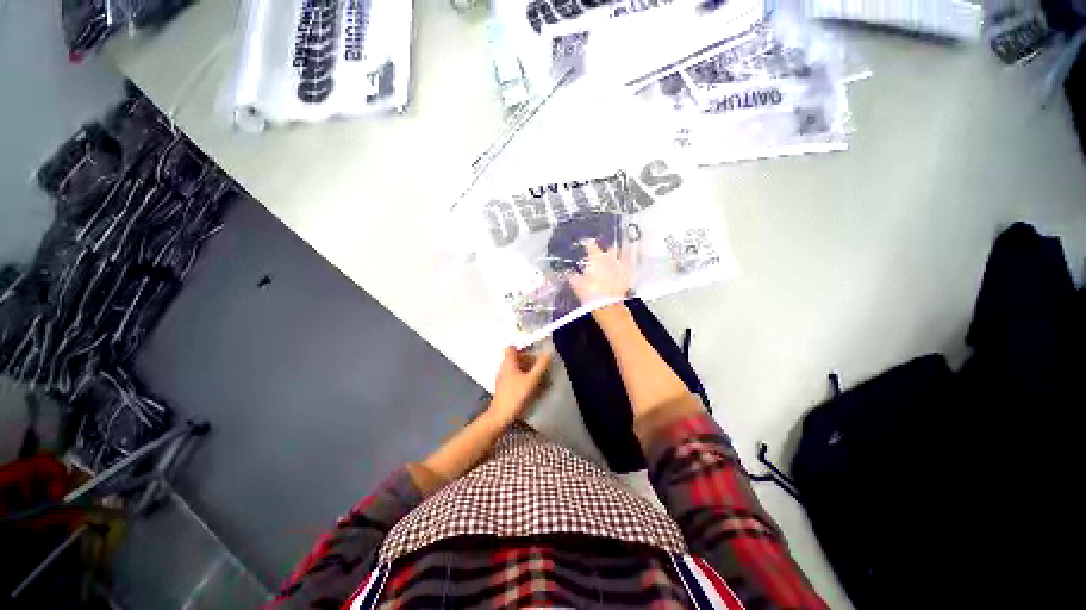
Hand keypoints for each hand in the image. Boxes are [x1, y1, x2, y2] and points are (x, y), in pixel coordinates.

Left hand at [488, 346, 551, 423]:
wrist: (501, 416)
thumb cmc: (516, 395)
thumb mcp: (532, 379)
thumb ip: (541, 365)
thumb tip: (549, 351)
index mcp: (509, 362)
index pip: (513, 347)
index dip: (523, 347)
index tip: (535, 353)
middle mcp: (504, 367)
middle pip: (516, 357)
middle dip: (529, 360)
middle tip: (540, 366)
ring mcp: (503, 377)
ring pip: (516, 368)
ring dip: (527, 370)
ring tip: (539, 377)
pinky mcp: (504, 387)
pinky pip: (514, 377)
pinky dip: (523, 378)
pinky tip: (532, 387)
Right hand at [569, 239, 629, 303]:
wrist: (607, 306)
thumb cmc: (589, 292)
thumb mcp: (576, 284)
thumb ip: (573, 276)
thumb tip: (569, 271)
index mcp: (596, 258)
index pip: (591, 246)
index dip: (588, 244)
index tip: (587, 242)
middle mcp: (610, 259)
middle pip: (610, 249)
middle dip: (608, 249)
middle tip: (605, 252)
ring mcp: (621, 267)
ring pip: (622, 255)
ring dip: (620, 255)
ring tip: (617, 256)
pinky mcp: (628, 277)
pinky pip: (628, 267)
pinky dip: (625, 266)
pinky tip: (623, 268)